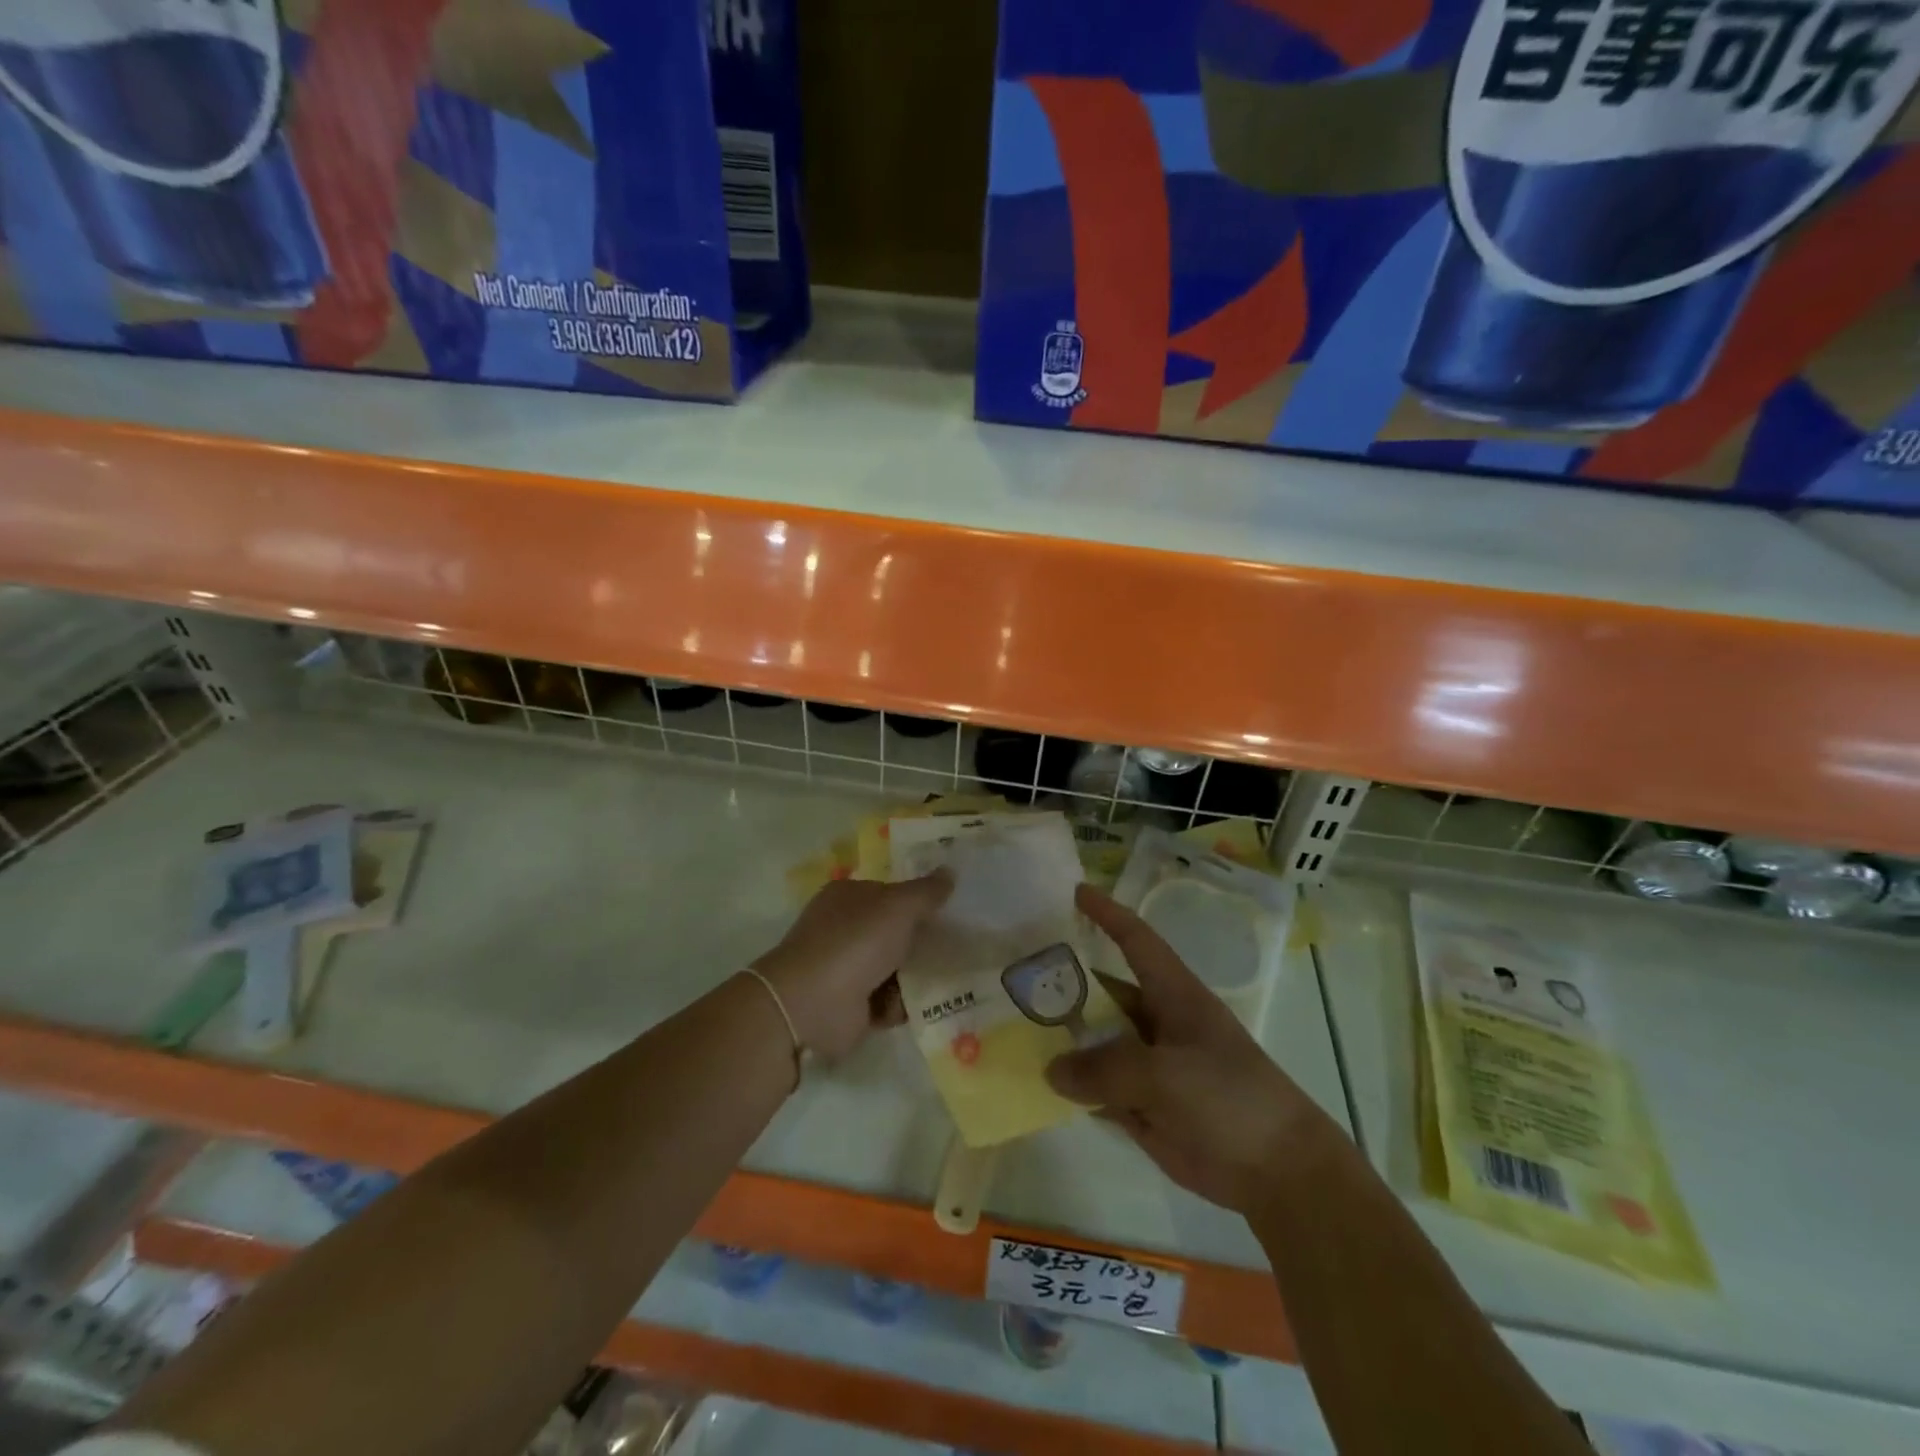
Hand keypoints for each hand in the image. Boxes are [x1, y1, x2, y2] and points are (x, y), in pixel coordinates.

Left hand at [753, 872, 952, 1058]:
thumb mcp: (898, 907)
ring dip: (916, 977)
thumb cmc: (855, 942)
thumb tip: (950, 871)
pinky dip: (901, 1004)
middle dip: (922, 942)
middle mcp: (844, 929)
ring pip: (894, 968)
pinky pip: (887, 1000)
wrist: (811, 1003)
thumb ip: (926, 891)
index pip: (890, 893)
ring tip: (946, 979)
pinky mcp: (851, 1005)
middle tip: (957, 947)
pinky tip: (919, 1005)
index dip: (918, 901)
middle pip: (894, 932)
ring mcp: (845, 968)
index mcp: (848, 897)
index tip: (950, 911)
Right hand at [1046, 884, 1331, 1215]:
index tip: (1075, 892)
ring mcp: (1147, 1065)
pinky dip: (1070, 1086)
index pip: (1136, 940)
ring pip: (1095, 1043)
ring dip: (1061, 1039)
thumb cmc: (1230, 1099)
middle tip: (1013, 976)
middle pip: (1102, 993)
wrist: (1278, 1173)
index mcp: (1173, 995)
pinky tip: (1034, 1083)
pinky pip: (1097, 1087)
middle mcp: (1155, 1022)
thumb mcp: (1167, 1076)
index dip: (1108, 914)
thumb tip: (1052, 1069)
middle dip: (1063, 983)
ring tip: (1011, 1029)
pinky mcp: (1142, 1104)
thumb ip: (1106, 1069)